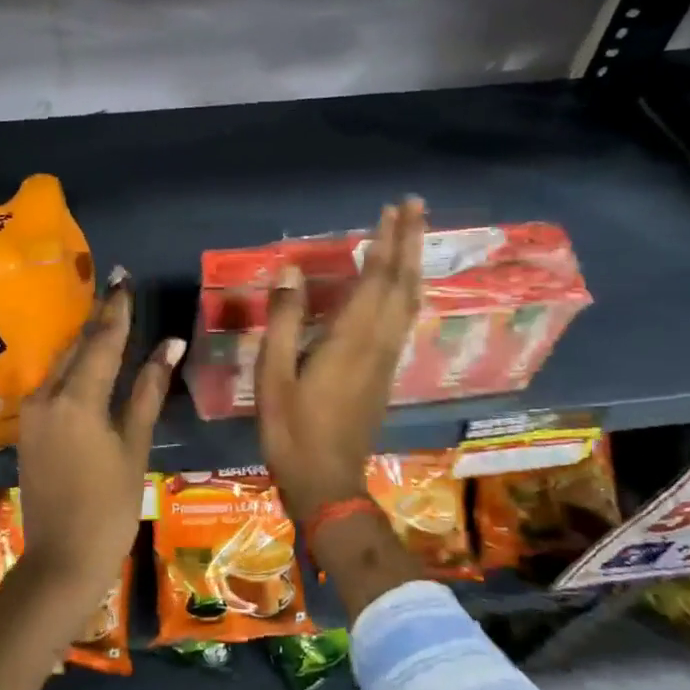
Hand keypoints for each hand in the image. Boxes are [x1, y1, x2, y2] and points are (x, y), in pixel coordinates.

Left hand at [18, 268, 182, 605]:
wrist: (62, 558)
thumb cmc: (110, 506)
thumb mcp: (134, 446)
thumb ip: (147, 391)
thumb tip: (170, 346)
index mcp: (76, 399)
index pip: (102, 341)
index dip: (116, 309)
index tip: (123, 277)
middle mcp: (46, 396)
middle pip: (77, 347)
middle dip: (98, 318)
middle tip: (116, 289)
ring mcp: (32, 413)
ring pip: (61, 364)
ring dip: (84, 341)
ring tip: (106, 316)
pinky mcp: (28, 428)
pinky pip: (52, 384)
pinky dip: (72, 367)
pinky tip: (86, 359)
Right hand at [258, 198, 426, 525]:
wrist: (327, 482)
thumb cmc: (292, 430)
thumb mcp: (274, 375)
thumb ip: (285, 321)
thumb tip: (290, 271)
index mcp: (352, 340)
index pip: (378, 280)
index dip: (387, 242)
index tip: (393, 209)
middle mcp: (378, 344)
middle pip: (404, 284)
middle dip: (410, 243)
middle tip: (415, 206)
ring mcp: (386, 361)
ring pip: (410, 303)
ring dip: (412, 265)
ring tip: (410, 237)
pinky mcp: (384, 375)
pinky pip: (403, 321)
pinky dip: (405, 292)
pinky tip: (397, 288)